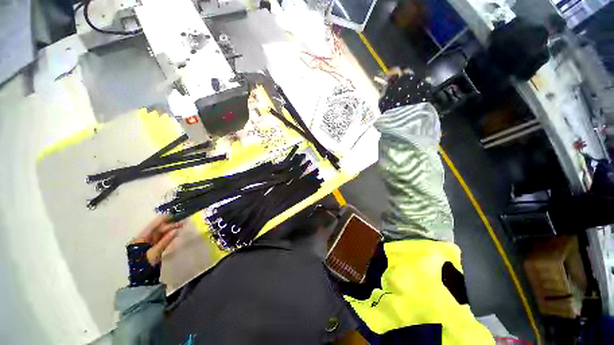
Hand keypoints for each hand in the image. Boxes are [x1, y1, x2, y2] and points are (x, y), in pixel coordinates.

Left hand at [132, 215, 183, 264]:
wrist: (142, 280)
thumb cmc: (145, 266)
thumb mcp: (155, 253)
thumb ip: (165, 241)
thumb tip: (176, 230)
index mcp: (139, 240)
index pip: (151, 227)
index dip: (161, 221)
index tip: (172, 215)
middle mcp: (142, 240)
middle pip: (156, 230)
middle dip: (169, 226)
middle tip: (182, 222)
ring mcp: (147, 245)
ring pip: (160, 234)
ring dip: (170, 230)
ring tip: (181, 225)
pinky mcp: (152, 248)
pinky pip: (161, 239)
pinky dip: (168, 236)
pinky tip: (175, 232)